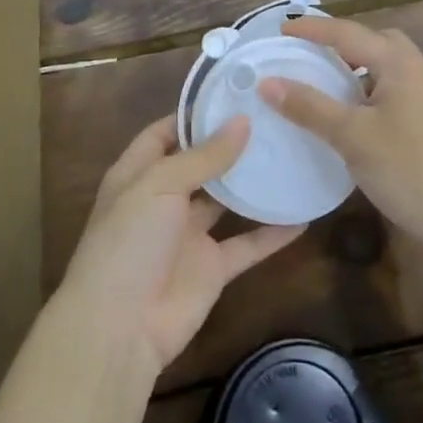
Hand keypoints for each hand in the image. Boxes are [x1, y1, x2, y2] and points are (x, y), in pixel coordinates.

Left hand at [55, 114, 303, 378]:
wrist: (120, 328)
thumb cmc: (128, 241)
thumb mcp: (159, 185)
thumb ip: (203, 156)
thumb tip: (242, 121)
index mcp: (139, 174)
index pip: (165, 133)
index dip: (193, 114)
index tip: (232, 94)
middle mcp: (163, 199)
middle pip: (200, 163)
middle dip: (229, 143)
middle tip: (271, 119)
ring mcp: (189, 235)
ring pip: (226, 201)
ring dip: (251, 183)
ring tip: (289, 153)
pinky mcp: (212, 268)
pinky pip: (247, 244)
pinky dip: (273, 233)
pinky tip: (303, 215)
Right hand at [261, 18, 422, 250]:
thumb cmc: (407, 168)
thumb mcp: (351, 135)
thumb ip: (309, 106)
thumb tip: (267, 81)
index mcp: (399, 63)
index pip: (348, 33)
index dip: (312, 29)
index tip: (280, 30)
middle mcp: (416, 71)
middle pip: (375, 41)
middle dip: (341, 40)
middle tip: (309, 51)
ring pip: (384, 67)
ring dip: (354, 67)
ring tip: (323, 79)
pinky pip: (389, 89)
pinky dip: (365, 90)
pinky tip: (348, 113)